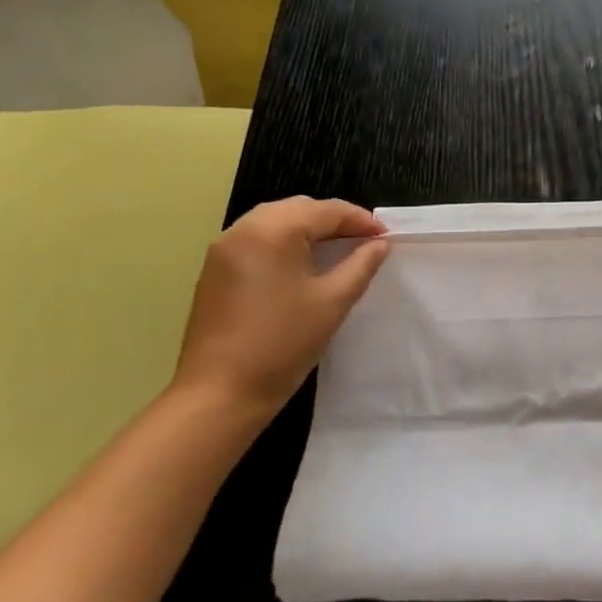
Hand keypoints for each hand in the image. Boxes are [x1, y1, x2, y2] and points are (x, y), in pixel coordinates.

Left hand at [173, 197, 388, 421]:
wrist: (220, 393)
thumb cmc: (283, 343)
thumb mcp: (333, 301)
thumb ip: (361, 264)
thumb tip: (379, 244)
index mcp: (273, 231)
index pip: (327, 211)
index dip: (361, 221)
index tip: (386, 237)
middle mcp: (243, 230)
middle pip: (299, 208)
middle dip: (334, 220)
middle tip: (364, 242)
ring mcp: (223, 249)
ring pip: (275, 220)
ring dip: (309, 228)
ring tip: (337, 249)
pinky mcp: (214, 270)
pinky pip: (257, 238)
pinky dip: (285, 241)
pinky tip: (302, 264)